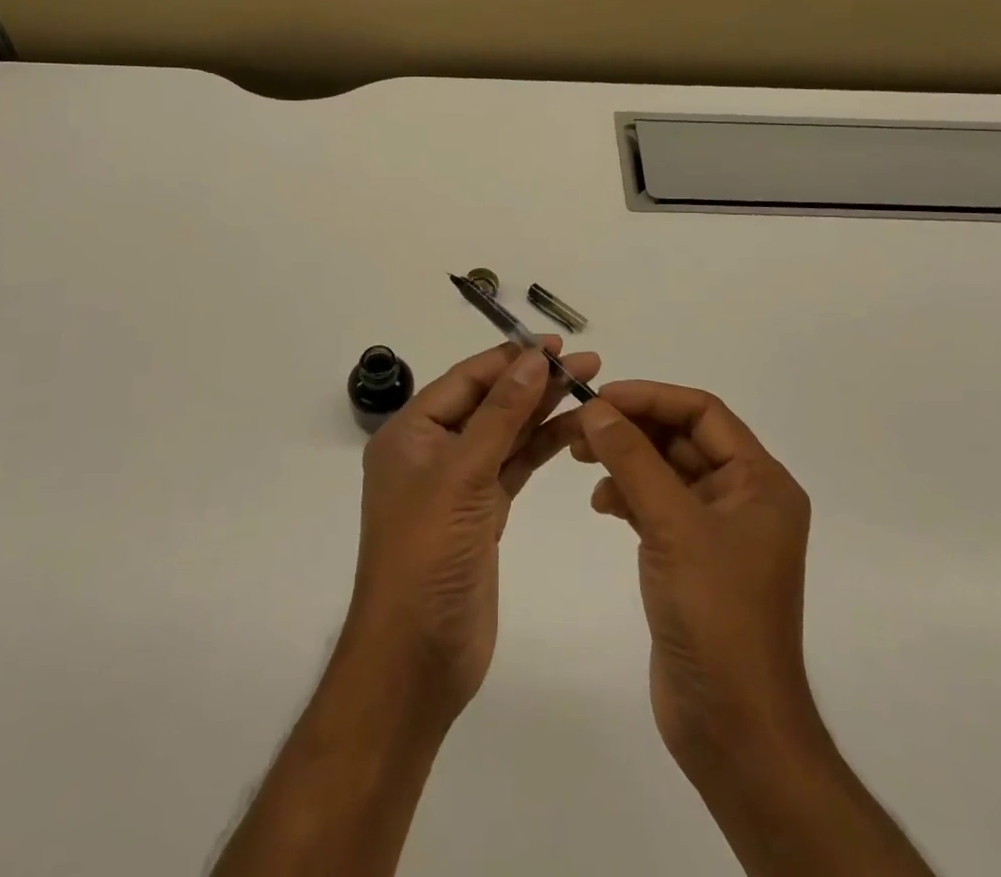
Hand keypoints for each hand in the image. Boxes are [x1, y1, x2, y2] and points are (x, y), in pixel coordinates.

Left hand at [345, 339, 599, 721]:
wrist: (416, 656)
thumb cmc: (427, 553)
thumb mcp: (462, 473)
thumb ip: (501, 414)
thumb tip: (533, 358)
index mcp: (411, 432)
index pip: (466, 380)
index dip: (510, 358)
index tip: (556, 344)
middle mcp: (432, 451)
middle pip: (489, 403)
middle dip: (535, 381)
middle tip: (588, 363)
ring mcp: (458, 484)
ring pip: (506, 434)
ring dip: (543, 411)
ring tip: (590, 388)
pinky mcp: (482, 513)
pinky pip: (514, 467)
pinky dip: (541, 447)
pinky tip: (573, 429)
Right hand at [559, 383, 821, 779]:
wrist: (732, 727)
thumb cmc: (715, 614)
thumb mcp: (672, 525)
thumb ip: (633, 460)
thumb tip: (597, 409)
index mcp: (760, 482)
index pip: (702, 413)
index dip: (651, 398)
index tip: (600, 397)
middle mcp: (744, 498)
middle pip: (682, 438)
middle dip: (631, 428)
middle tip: (579, 426)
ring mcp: (718, 530)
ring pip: (665, 470)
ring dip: (625, 460)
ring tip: (579, 457)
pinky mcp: (693, 558)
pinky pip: (658, 505)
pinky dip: (628, 495)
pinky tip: (601, 503)